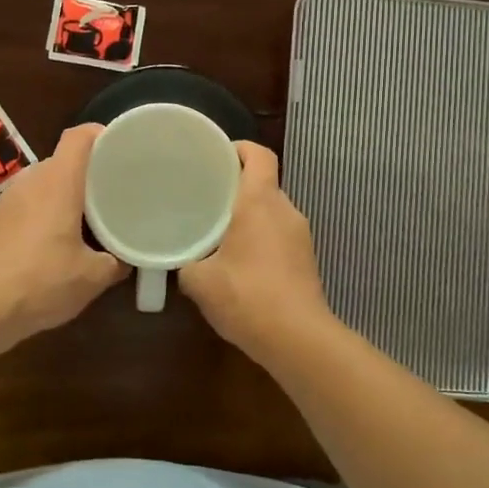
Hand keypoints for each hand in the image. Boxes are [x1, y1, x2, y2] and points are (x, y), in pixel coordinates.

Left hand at [0, 124, 127, 342]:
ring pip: (46, 183)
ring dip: (67, 194)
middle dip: (90, 172)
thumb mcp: (93, 277)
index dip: (102, 135)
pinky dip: (47, 212)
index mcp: (58, 181)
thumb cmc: (42, 281)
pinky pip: (29, 203)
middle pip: (64, 160)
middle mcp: (32, 180)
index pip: (79, 136)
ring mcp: (9, 200)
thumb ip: (116, 262)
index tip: (122, 149)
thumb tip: (126, 259)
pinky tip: (57, 241)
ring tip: (89, 217)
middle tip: (114, 190)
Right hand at [180, 142, 334, 357]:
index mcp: (260, 201)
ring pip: (271, 211)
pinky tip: (239, 262)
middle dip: (236, 186)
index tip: (215, 156)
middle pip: (264, 182)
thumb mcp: (200, 281)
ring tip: (218, 230)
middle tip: (205, 196)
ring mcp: (301, 236)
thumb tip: (182, 261)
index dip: (239, 148)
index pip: (259, 155)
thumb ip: (186, 263)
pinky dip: (260, 238)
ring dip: (248, 215)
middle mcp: (285, 210)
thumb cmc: (247, 297)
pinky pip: (279, 235)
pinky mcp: (306, 259)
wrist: (298, 339)